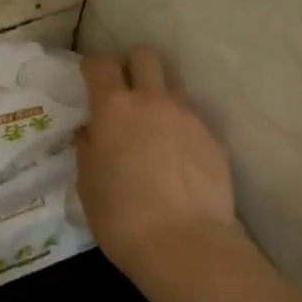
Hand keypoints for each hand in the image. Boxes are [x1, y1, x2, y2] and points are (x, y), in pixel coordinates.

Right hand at [77, 48, 301, 301]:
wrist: (185, 244)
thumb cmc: (121, 216)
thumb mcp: (87, 184)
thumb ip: (88, 148)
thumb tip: (91, 131)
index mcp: (114, 108)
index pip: (101, 65)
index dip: (93, 67)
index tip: (89, 78)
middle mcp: (153, 101)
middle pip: (145, 57)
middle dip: (132, 66)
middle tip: (125, 93)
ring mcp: (189, 117)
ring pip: (173, 87)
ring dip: (160, 98)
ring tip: (154, 130)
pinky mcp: (214, 139)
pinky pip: (193, 120)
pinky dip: (182, 130)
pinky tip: (178, 160)